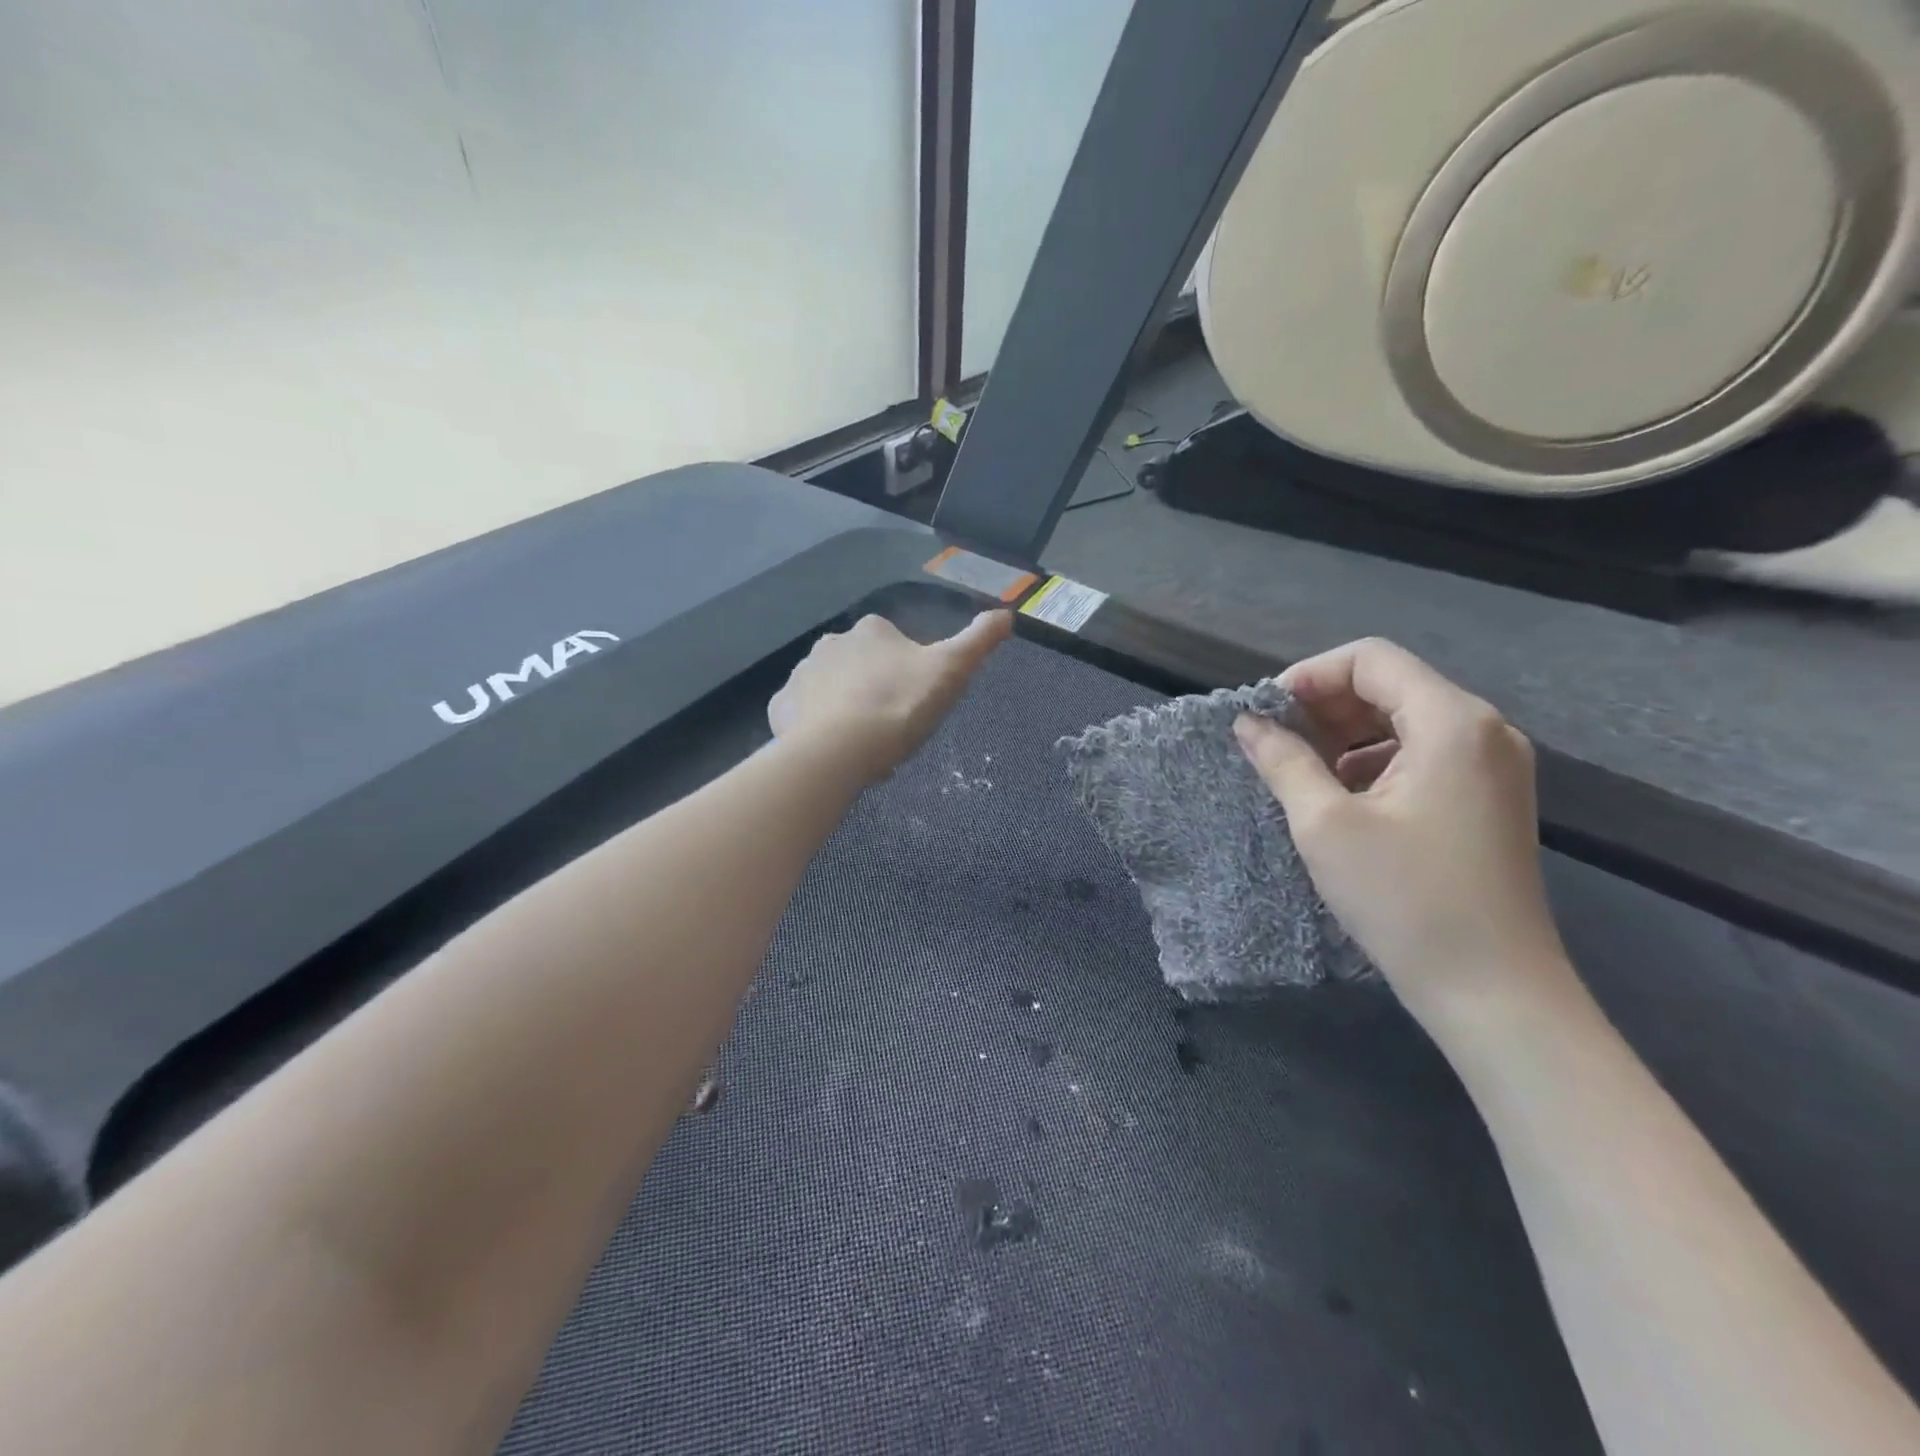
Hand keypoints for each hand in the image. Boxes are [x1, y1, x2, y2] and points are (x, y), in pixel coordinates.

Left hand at [768, 611, 1012, 787]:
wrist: (839, 751)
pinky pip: (802, 715)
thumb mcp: (952, 672)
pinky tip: (832, 753)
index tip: (915, 709)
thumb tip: (1007, 613)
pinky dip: (815, 729)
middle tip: (892, 734)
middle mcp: (831, 643)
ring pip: (832, 693)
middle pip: (862, 670)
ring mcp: (801, 674)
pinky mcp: (779, 708)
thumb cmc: (900, 706)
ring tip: (864, 751)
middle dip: (876, 696)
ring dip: (847, 713)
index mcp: (872, 631)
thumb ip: (979, 640)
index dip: (909, 679)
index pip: (895, 646)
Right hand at [1234, 638, 1572, 1027]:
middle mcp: (1484, 730)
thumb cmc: (1405, 900)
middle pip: (1391, 685)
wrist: (1494, 991)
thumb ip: (1283, 760)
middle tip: (1275, 743)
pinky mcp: (1489, 799)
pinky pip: (1424, 754)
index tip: (1266, 715)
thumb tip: (1248, 722)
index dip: (1309, 676)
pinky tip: (1342, 799)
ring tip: (1301, 772)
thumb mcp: (1325, 824)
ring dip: (1346, 735)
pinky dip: (1375, 761)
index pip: (1371, 659)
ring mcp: (1494, 766)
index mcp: (1452, 722)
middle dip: (1325, 706)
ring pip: (1405, 720)